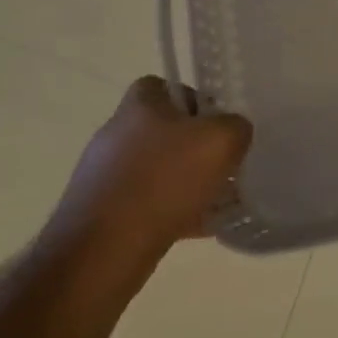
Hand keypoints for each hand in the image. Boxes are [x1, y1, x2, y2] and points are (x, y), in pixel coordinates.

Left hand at [45, 77, 253, 272]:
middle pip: (164, 129)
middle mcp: (114, 135)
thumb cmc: (164, 181)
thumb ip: (236, 126)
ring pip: (158, 169)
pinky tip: (199, 225)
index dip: (193, 99)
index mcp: (138, 107)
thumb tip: (233, 132)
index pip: (162, 85)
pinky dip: (173, 211)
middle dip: (195, 146)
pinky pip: (147, 203)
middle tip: (223, 163)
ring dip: (186, 181)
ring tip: (217, 199)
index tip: (216, 123)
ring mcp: (104, 176)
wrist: (103, 251)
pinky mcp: (101, 213)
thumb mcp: (222, 140)